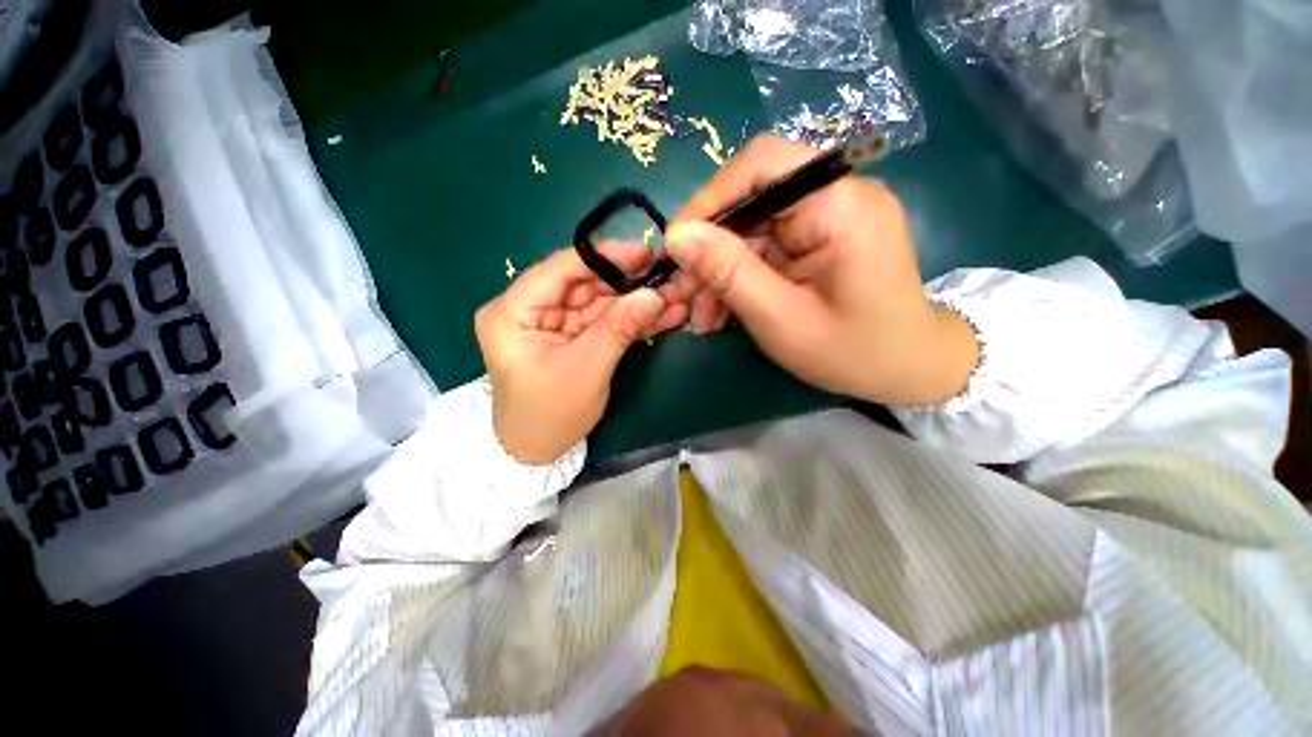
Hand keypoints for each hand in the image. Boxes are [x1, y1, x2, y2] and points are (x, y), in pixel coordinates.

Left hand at [476, 243, 687, 463]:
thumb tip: (655, 295)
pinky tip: (663, 313)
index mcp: (513, 312)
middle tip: (668, 276)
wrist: (540, 452)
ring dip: (637, 300)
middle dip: (629, 282)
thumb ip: (618, 329)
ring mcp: (554, 321)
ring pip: (600, 301)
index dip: (604, 257)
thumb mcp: (585, 370)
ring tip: (675, 294)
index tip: (644, 252)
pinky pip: (605, 319)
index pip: (560, 269)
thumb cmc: (550, 415)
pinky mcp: (573, 335)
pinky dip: (633, 318)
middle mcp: (531, 308)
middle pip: (585, 283)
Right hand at [660, 135, 978, 405]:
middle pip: (749, 200)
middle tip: (680, 291)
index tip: (675, 247)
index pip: (761, 166)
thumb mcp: (781, 319)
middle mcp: (835, 195)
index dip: (709, 200)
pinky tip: (720, 311)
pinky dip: (737, 278)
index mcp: (840, 204)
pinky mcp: (816, 238)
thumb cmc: (853, 352)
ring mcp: (825, 216)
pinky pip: (763, 248)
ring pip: (749, 229)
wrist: (907, 369)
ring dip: (717, 270)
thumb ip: (729, 273)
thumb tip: (676, 237)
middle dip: (708, 248)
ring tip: (699, 315)